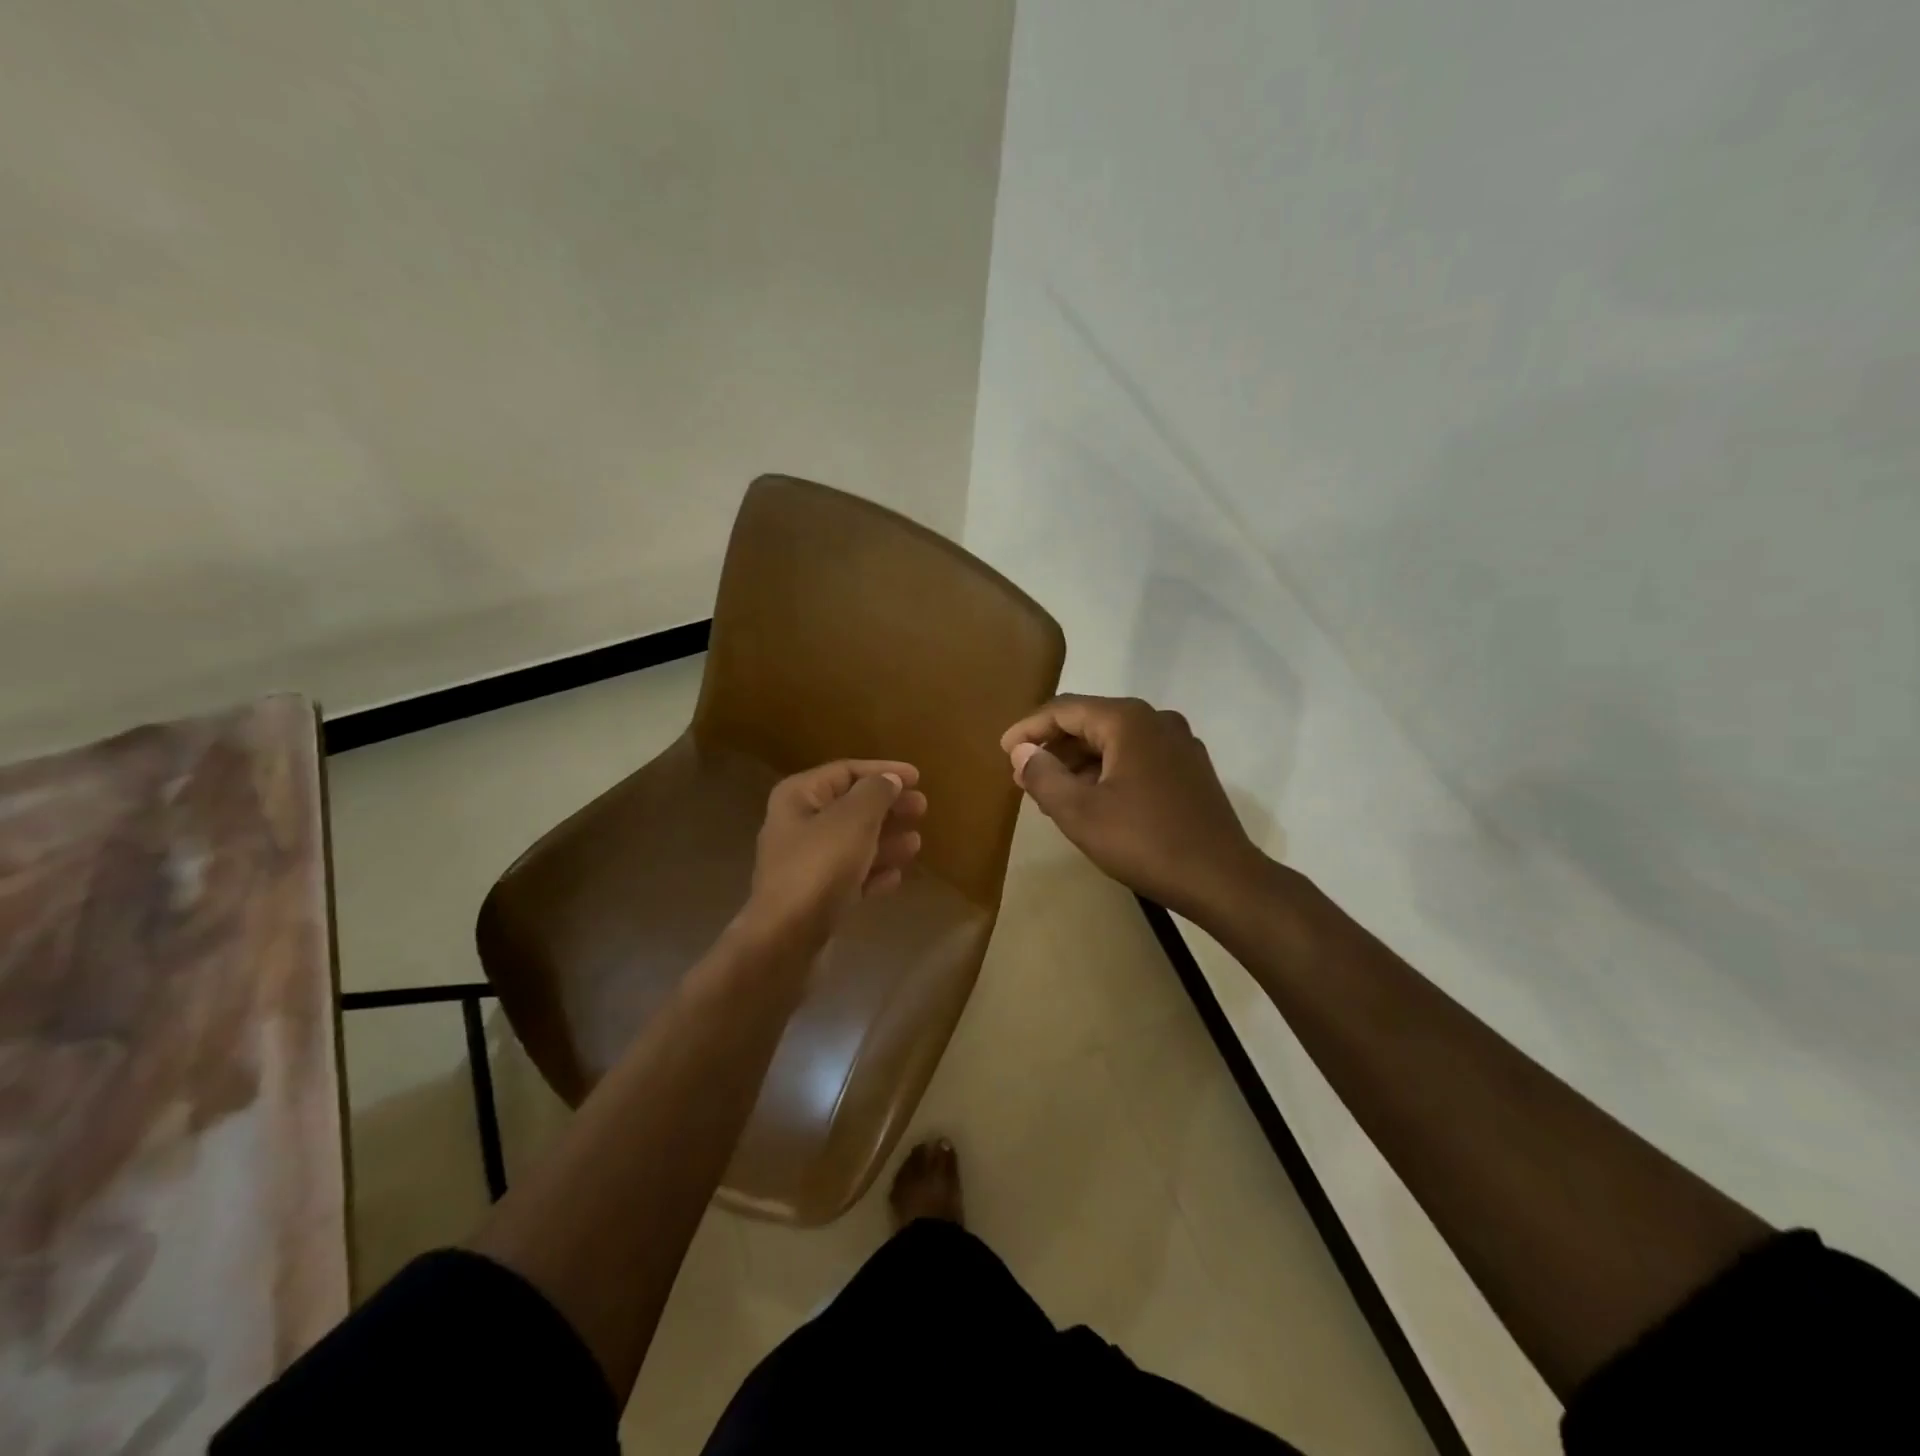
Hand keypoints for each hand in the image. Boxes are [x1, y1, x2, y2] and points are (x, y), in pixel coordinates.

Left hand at [746, 759, 926, 943]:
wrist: (786, 939)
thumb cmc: (820, 866)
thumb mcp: (854, 819)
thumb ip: (876, 792)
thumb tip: (888, 780)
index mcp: (799, 797)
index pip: (846, 771)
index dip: (883, 770)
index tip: (918, 778)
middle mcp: (797, 825)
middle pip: (851, 807)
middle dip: (888, 807)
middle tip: (922, 809)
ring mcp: (804, 864)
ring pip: (853, 843)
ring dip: (885, 841)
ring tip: (916, 844)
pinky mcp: (814, 898)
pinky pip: (849, 877)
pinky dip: (873, 873)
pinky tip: (896, 878)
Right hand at [1000, 695, 1263, 919]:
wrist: (1221, 879)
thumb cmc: (1144, 842)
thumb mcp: (1080, 813)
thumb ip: (1043, 777)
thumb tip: (1022, 752)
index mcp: (1129, 720)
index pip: (1065, 709)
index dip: (1029, 727)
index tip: (1003, 750)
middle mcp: (1156, 720)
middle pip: (1091, 721)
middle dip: (1054, 746)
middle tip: (1024, 773)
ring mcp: (1179, 743)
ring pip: (1115, 741)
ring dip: (1079, 761)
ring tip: (1051, 790)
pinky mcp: (1190, 768)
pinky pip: (1137, 756)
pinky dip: (1107, 770)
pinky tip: (1092, 798)